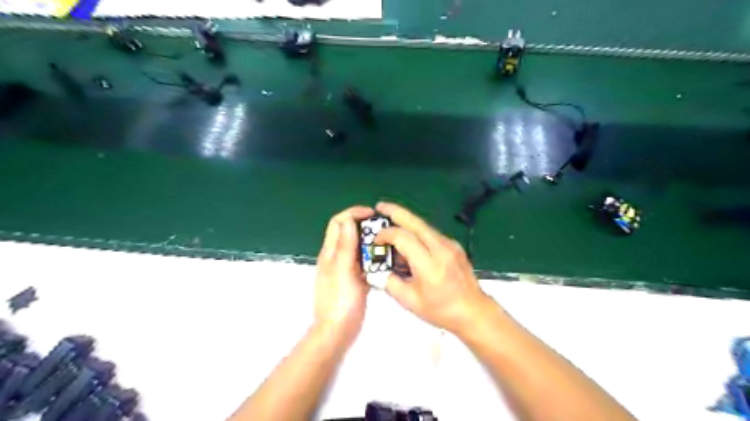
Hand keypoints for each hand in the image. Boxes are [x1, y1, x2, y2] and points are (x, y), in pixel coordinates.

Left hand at [314, 206, 374, 346]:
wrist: (337, 331)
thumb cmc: (340, 301)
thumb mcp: (343, 270)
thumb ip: (345, 245)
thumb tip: (348, 219)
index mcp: (330, 252)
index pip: (339, 222)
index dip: (354, 213)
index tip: (372, 213)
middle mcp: (336, 257)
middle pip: (347, 231)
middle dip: (363, 224)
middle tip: (383, 226)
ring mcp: (344, 269)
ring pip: (356, 246)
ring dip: (369, 239)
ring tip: (387, 240)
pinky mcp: (353, 279)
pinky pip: (362, 261)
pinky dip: (372, 256)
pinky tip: (384, 260)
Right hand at [373, 202, 492, 332]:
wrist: (474, 311)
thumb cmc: (441, 310)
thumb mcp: (410, 302)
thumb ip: (390, 283)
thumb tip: (375, 271)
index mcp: (429, 265)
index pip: (403, 238)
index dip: (386, 235)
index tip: (376, 241)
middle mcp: (440, 249)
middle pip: (415, 222)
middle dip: (396, 211)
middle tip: (380, 206)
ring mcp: (450, 245)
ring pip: (424, 225)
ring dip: (407, 220)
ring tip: (391, 218)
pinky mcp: (455, 245)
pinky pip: (432, 233)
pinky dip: (417, 231)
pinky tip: (410, 238)